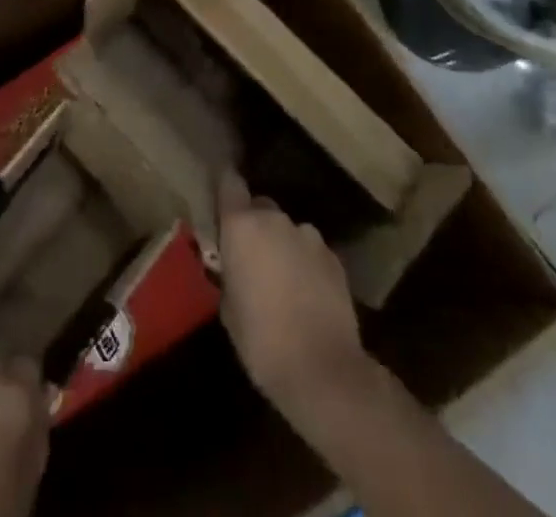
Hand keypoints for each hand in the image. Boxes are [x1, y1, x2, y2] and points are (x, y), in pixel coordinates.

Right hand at [215, 170, 366, 406]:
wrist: (323, 371)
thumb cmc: (262, 341)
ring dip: (282, 246)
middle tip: (251, 259)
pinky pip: (311, 251)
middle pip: (260, 208)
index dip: (225, 189)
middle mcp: (275, 220)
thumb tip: (234, 267)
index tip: (221, 201)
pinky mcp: (334, 258)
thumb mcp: (228, 308)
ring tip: (283, 282)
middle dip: (254, 226)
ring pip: (288, 231)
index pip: (229, 183)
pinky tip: (307, 295)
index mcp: (242, 226)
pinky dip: (305, 264)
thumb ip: (229, 273)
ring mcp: (308, 236)